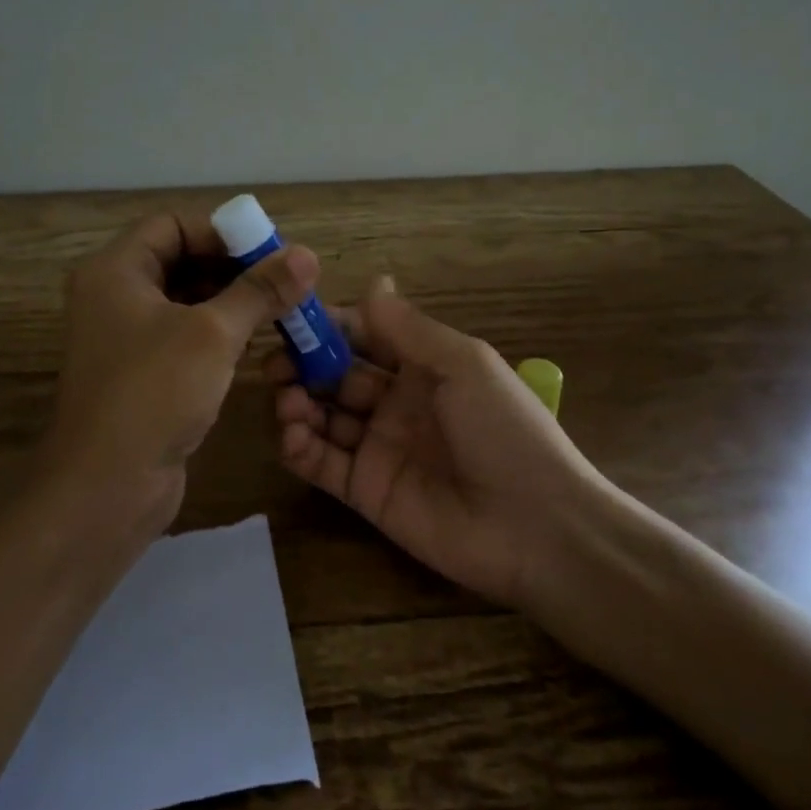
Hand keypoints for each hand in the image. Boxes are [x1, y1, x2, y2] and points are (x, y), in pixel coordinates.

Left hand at [43, 211, 319, 543]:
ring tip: (280, 308)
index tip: (268, 250)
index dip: (221, 231)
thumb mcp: (213, 333)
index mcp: (115, 270)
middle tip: (283, 280)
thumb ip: (260, 291)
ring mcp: (125, 337)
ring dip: (231, 300)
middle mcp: (114, 296)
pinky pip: (184, 335)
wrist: (105, 488)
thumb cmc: (153, 393)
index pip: (172, 224)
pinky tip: (255, 341)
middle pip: (180, 260)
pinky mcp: (141, 373)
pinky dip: (218, 332)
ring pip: (185, 300)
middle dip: (233, 266)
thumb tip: (308, 255)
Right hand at [269, 276, 598, 609]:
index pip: (364, 337)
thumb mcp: (463, 365)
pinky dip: (299, 447)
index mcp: (423, 367)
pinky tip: (292, 434)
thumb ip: (409, 328)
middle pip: (336, 376)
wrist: (536, 528)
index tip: (292, 318)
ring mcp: (378, 448)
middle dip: (304, 366)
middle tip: (273, 365)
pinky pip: (321, 463)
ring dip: (297, 403)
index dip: (330, 328)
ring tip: (286, 401)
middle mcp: (395, 402)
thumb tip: (373, 281)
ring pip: (323, 417)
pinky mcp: (365, 491)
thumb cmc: (504, 430)